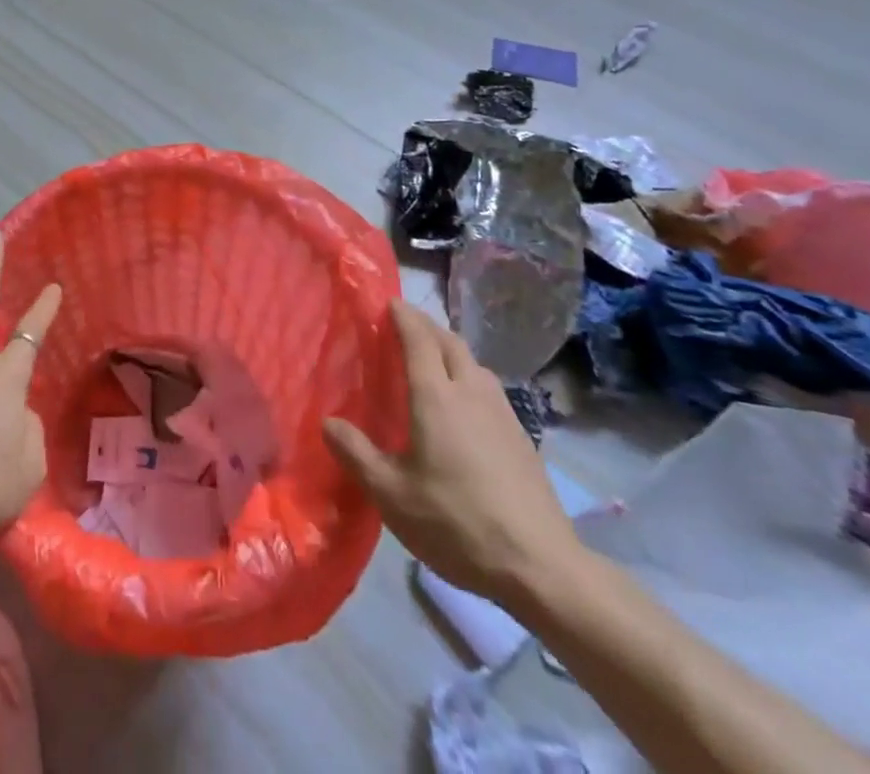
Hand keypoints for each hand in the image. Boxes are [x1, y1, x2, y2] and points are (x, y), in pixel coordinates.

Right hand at [322, 300, 584, 604]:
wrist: (541, 566)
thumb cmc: (456, 522)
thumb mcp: (391, 494)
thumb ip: (355, 454)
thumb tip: (328, 422)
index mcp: (436, 396)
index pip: (418, 338)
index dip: (403, 316)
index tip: (388, 302)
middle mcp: (470, 392)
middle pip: (450, 342)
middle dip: (427, 326)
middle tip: (404, 326)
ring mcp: (503, 413)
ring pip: (474, 363)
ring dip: (451, 350)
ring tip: (433, 360)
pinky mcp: (522, 437)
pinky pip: (489, 387)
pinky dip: (469, 376)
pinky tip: (464, 405)